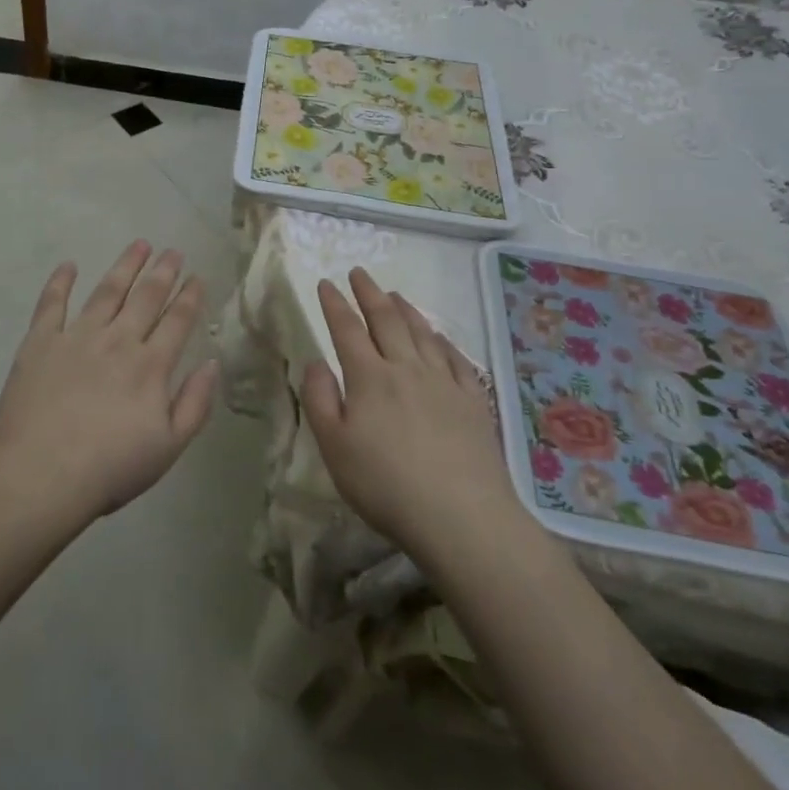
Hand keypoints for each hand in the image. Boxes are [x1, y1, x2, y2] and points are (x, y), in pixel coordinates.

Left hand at [0, 241, 219, 525]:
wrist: (40, 475)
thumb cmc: (109, 468)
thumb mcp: (168, 447)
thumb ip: (195, 404)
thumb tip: (212, 363)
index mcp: (150, 366)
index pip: (177, 321)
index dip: (190, 297)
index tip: (197, 276)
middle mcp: (118, 341)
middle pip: (146, 297)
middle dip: (163, 272)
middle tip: (173, 251)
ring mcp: (77, 336)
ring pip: (107, 291)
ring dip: (125, 266)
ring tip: (139, 245)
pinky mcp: (40, 342)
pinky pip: (52, 303)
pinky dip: (60, 282)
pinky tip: (69, 265)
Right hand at [300, 267, 530, 558]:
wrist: (462, 516)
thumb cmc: (385, 484)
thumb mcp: (334, 447)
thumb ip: (319, 399)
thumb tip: (315, 361)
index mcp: (369, 377)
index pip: (347, 330)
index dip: (334, 304)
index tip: (325, 282)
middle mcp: (406, 368)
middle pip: (386, 321)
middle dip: (369, 293)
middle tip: (359, 273)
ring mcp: (444, 382)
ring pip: (422, 333)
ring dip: (405, 309)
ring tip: (394, 294)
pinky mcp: (473, 402)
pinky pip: (455, 359)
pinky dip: (442, 341)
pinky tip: (439, 337)